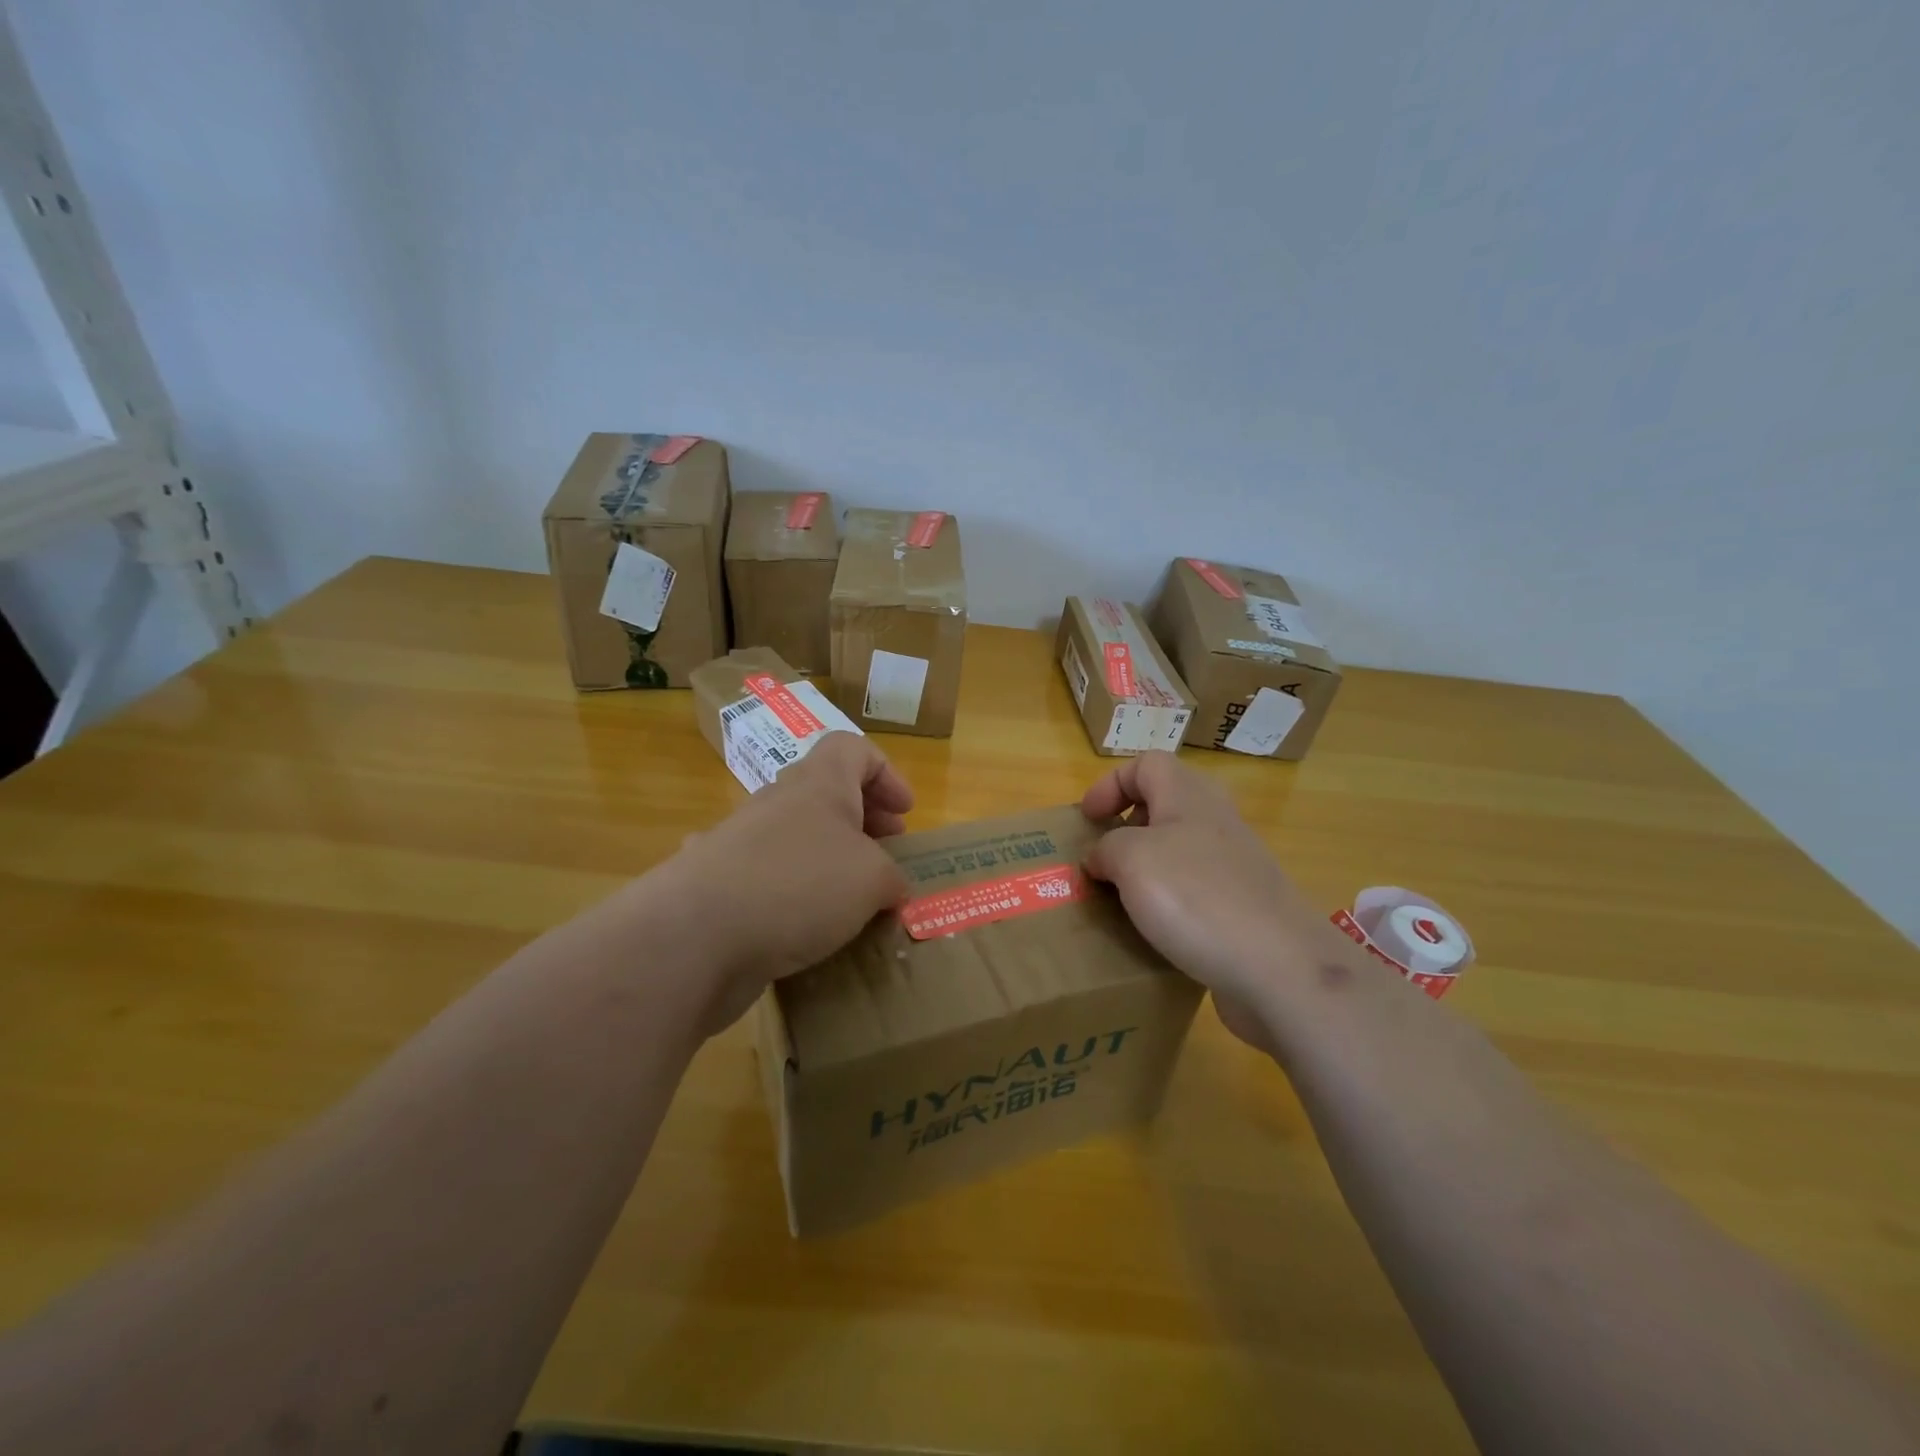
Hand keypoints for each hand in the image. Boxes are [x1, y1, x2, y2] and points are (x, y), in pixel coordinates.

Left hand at [660, 731, 912, 1031]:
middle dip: (862, 821)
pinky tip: (801, 927)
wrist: (697, 934)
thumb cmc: (801, 886)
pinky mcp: (720, 885)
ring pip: (796, 838)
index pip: (853, 749)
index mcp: (819, 783)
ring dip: (828, 861)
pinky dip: (789, 895)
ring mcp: (742, 843)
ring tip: (853, 901)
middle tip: (887, 854)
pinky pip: (766, 878)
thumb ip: (892, 878)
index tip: (905, 813)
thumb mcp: (873, 880)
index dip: (886, 774)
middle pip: (826, 793)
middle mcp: (778, 802)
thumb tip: (889, 889)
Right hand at [1081, 751, 1363, 1053]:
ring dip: (1146, 867)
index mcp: (1189, 796)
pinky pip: (1196, 890)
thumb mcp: (1131, 860)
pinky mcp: (1244, 907)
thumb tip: (1100, 858)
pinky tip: (1155, 931)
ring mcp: (1235, 865)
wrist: (1280, 967)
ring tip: (1121, 896)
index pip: (1146, 764)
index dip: (1110, 784)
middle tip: (1103, 854)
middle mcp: (1216, 821)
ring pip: (1180, 849)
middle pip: (1166, 803)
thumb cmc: (1197, 898)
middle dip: (1128, 824)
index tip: (1086, 820)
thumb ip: (1106, 848)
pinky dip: (1169, 902)